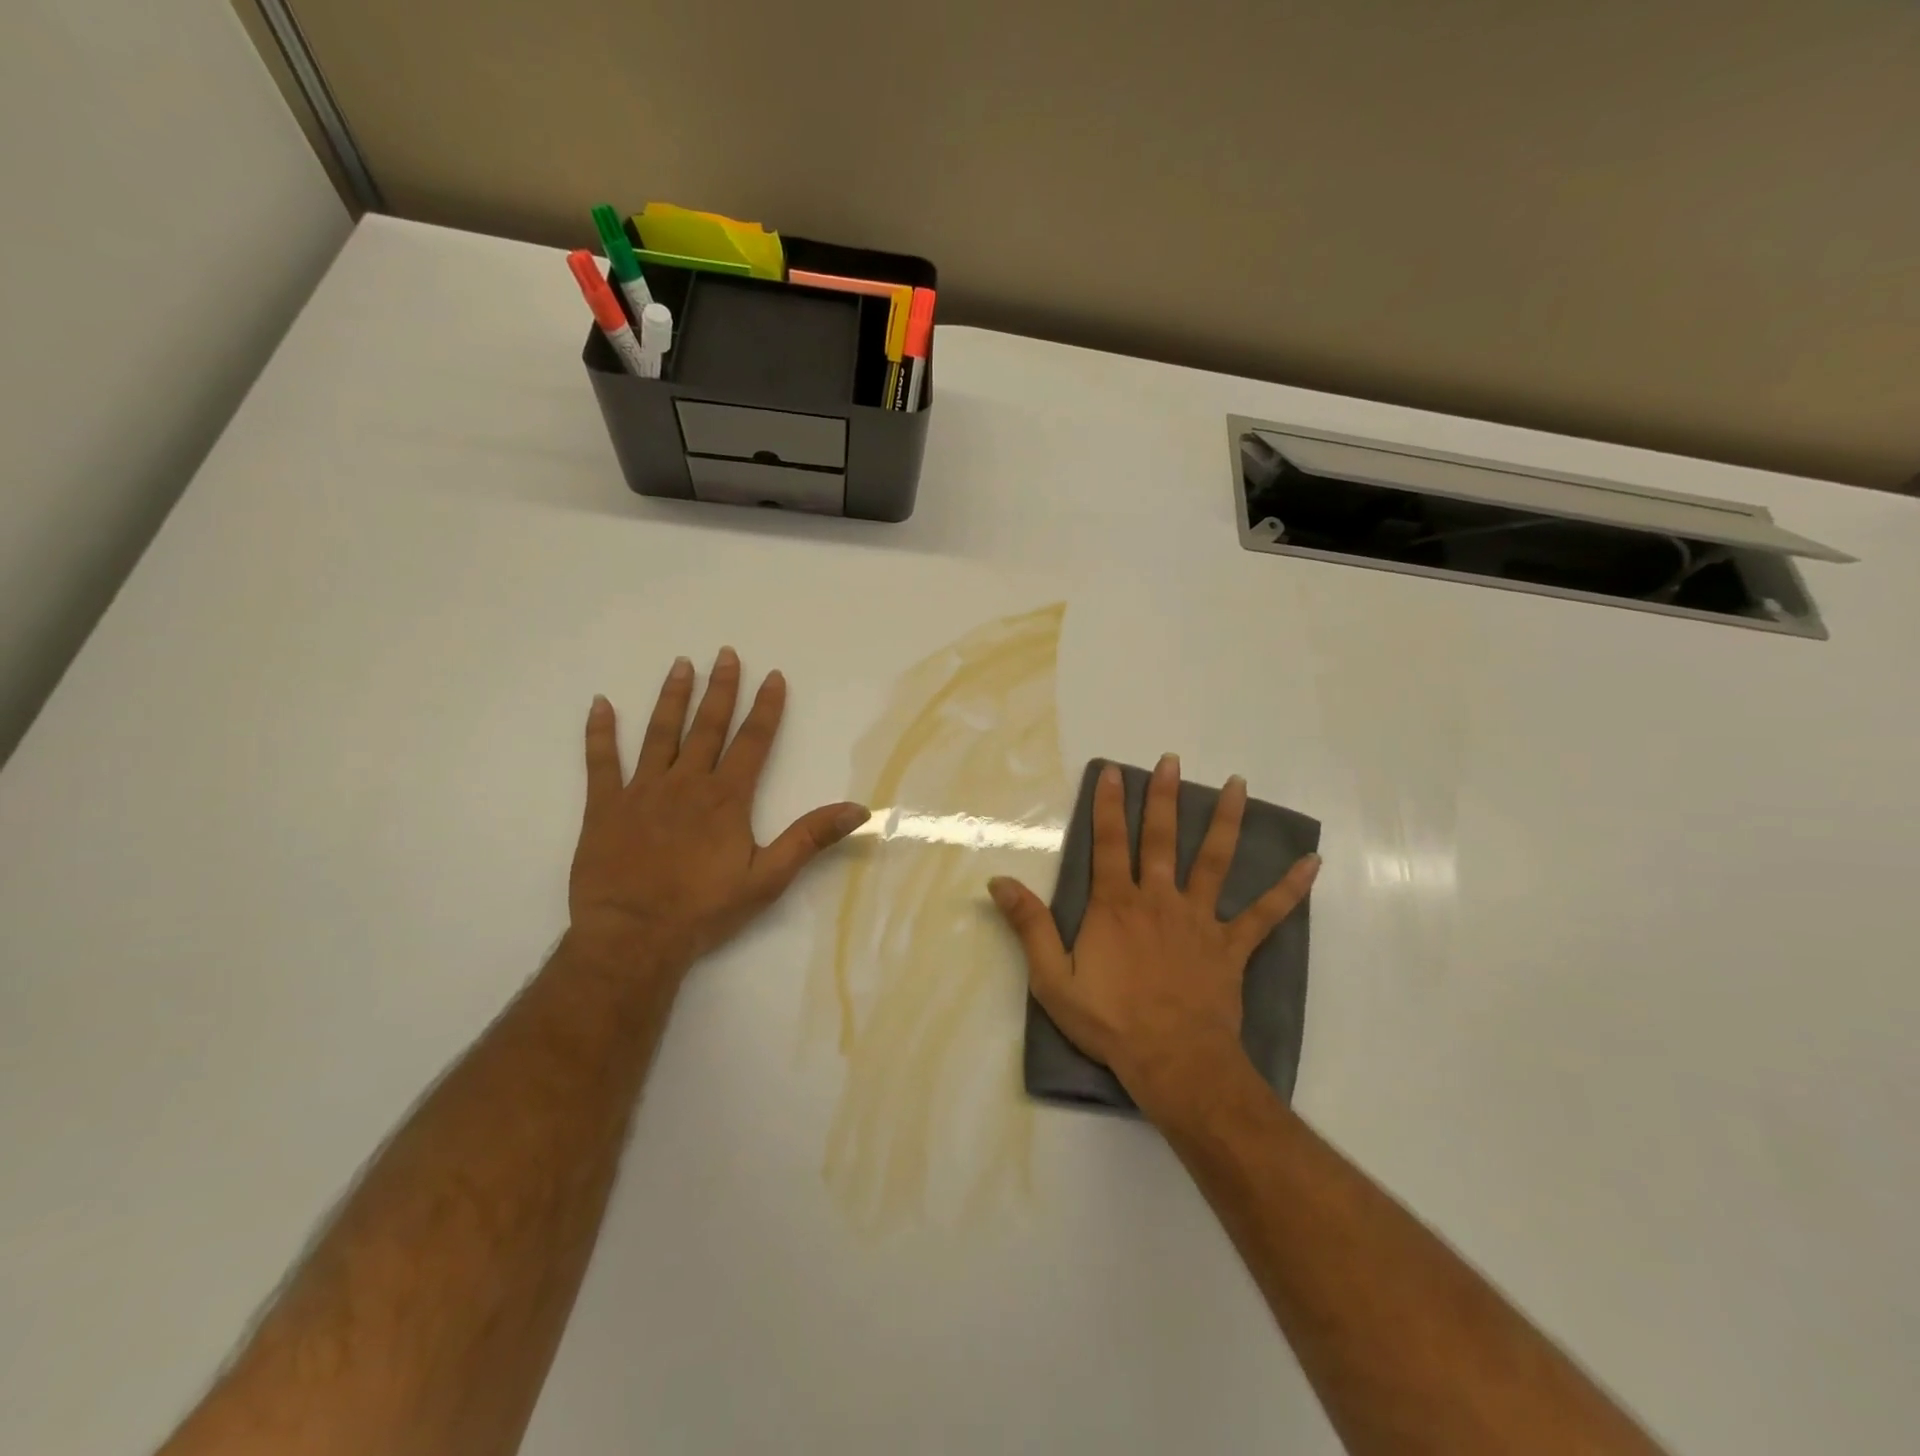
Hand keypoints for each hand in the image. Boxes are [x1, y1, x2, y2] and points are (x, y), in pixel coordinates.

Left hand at [567, 648, 869, 980]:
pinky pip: (601, 762)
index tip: (773, 676)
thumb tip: (858, 809)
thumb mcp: (769, 878)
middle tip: (726, 654)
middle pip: (708, 726)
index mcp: (726, 798)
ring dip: (672, 697)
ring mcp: (642, 791)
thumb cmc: (705, 909)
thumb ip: (810, 838)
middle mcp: (686, 783)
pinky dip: (600, 732)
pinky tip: (600, 704)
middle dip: (721, 689)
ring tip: (680, 665)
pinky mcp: (605, 807)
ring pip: (660, 733)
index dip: (766, 708)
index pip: (753, 741)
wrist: (634, 936)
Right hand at [988, 756, 1318, 1120]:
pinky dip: (1289, 888)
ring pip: (1214, 860)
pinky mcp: (1231, 946)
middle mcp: (1158, 899)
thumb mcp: (1053, 978)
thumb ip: (1030, 926)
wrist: (1173, 1061)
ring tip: (1239, 785)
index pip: (1109, 842)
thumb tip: (999, 881)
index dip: (1108, 805)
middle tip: (1172, 761)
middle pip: (1162, 838)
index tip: (1113, 771)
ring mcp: (1199, 920)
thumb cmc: (1110, 1021)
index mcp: (1116, 904)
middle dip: (1165, 797)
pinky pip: (1265, 913)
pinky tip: (1312, 863)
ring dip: (1226, 820)